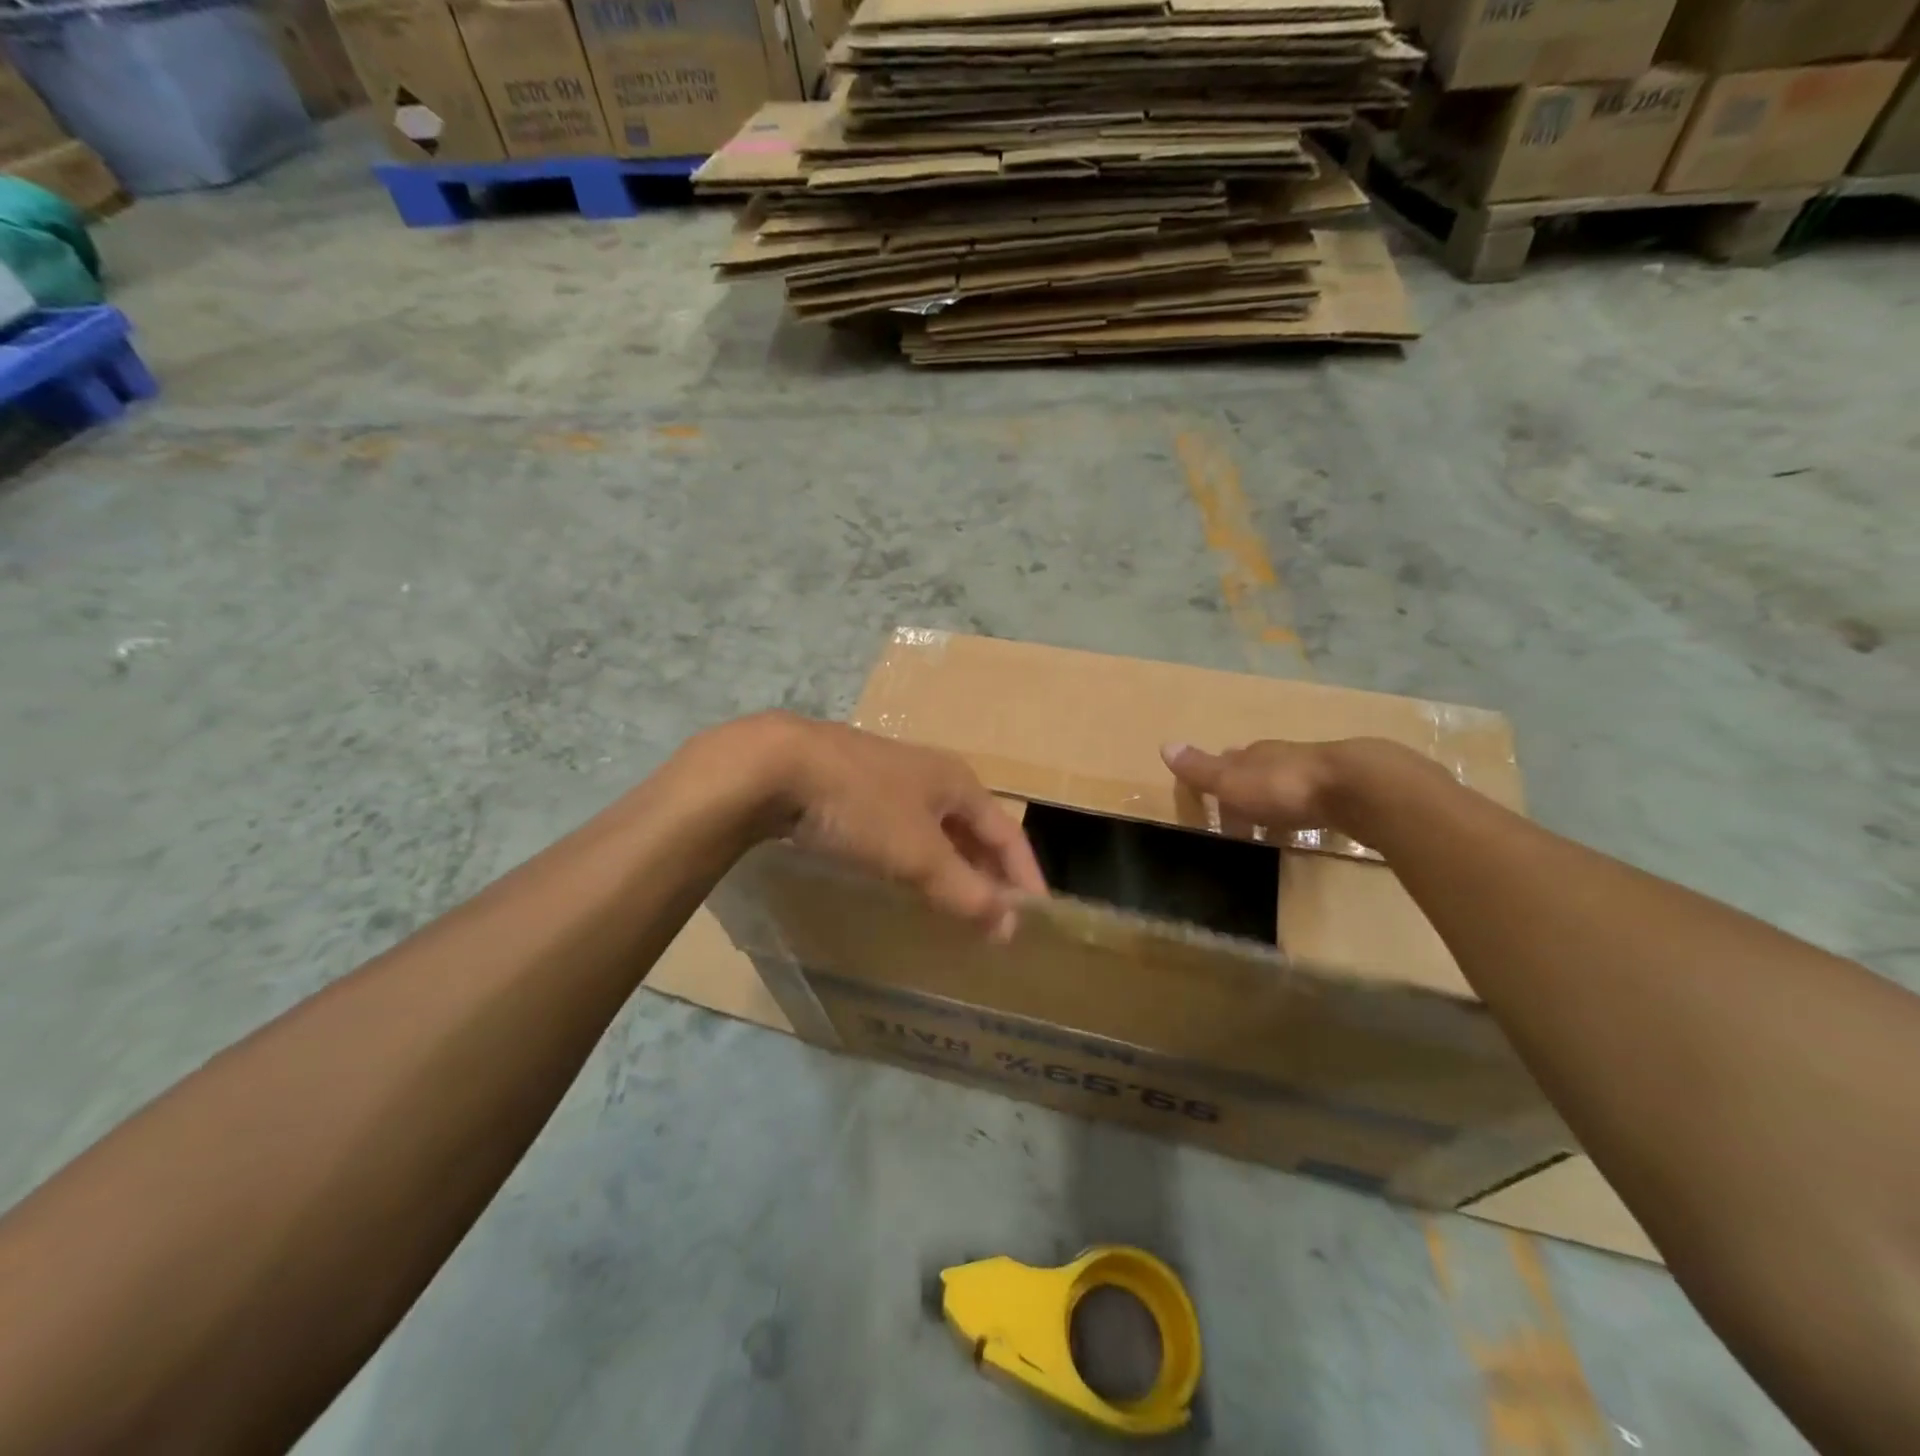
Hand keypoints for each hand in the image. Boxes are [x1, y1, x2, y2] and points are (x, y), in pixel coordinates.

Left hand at [759, 716, 1046, 938]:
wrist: (777, 766)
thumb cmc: (861, 807)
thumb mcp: (919, 854)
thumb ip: (965, 890)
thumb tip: (1011, 924)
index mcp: (958, 783)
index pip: (1008, 833)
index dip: (1025, 874)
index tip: (1037, 916)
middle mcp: (931, 775)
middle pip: (974, 829)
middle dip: (989, 872)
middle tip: (996, 917)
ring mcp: (890, 779)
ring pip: (936, 829)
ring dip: (952, 866)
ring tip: (956, 903)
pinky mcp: (855, 788)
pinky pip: (902, 830)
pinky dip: (916, 858)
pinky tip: (903, 878)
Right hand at [1160, 740, 1345, 837]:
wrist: (1357, 788)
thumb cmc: (1284, 786)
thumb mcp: (1232, 781)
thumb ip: (1201, 769)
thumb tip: (1164, 745)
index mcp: (1255, 754)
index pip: (1230, 760)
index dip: (1219, 778)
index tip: (1211, 798)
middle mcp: (1284, 757)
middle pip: (1260, 771)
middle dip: (1248, 790)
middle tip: (1238, 817)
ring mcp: (1318, 774)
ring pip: (1288, 785)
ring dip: (1277, 804)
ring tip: (1269, 828)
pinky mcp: (1347, 793)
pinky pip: (1316, 802)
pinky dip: (1305, 814)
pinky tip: (1306, 828)